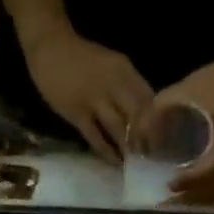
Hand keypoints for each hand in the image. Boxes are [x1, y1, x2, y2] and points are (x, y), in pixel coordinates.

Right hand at [22, 25, 153, 161]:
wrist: (51, 49)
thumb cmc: (81, 59)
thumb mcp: (111, 65)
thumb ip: (125, 85)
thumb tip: (141, 113)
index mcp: (124, 70)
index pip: (148, 98)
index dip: (157, 120)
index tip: (163, 138)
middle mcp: (113, 83)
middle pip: (136, 115)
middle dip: (145, 138)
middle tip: (150, 156)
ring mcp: (94, 99)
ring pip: (118, 127)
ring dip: (127, 147)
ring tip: (134, 163)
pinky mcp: (77, 114)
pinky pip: (95, 137)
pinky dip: (106, 152)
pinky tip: (114, 163)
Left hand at [145, 39, 213, 204]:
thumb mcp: (192, 84)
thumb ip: (163, 106)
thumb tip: (137, 132)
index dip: (192, 179)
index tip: (170, 183)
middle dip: (192, 201)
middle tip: (166, 206)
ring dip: (203, 205)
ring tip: (177, 207)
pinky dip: (212, 199)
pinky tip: (193, 199)